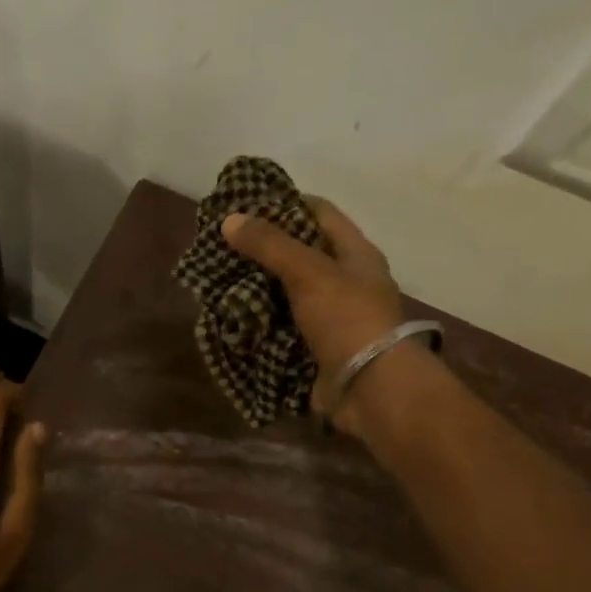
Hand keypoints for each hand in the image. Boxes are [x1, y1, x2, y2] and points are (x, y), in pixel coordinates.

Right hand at [221, 198, 407, 429]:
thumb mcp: (309, 272)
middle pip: (301, 254)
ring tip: (220, 278)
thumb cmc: (347, 319)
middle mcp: (346, 281)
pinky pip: (282, 327)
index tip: (246, 205)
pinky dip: (260, 322)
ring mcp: (331, 317)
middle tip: (224, 245)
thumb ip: (270, 244)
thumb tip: (229, 219)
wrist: (370, 388)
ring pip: (287, 292)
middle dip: (263, 249)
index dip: (286, 203)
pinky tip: (232, 316)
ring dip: (257, 287)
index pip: (320, 213)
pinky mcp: (315, 347)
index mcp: (356, 254)